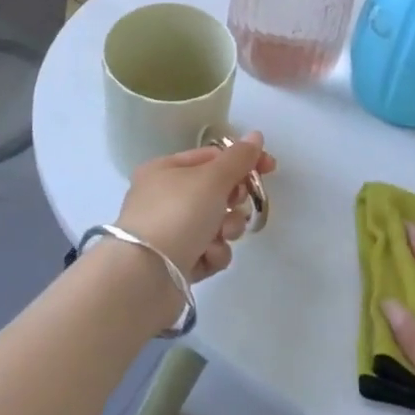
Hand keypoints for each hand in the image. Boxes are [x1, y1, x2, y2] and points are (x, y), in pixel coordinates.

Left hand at [116, 133, 276, 282]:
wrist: (144, 278)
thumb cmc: (177, 215)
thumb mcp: (211, 179)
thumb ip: (238, 159)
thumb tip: (256, 135)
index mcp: (165, 169)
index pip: (211, 157)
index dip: (242, 161)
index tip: (270, 168)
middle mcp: (164, 198)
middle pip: (215, 191)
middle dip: (233, 202)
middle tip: (236, 207)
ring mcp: (169, 231)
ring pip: (216, 223)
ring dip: (226, 230)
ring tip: (219, 237)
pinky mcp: (176, 263)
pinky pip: (208, 251)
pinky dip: (212, 254)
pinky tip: (206, 258)